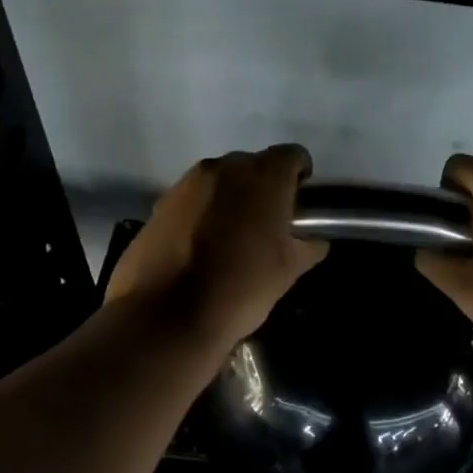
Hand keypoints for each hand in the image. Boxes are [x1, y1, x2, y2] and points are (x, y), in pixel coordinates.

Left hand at [106, 145, 328, 351]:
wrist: (165, 317)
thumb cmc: (240, 289)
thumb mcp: (288, 272)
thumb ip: (307, 246)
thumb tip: (313, 240)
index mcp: (263, 178)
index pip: (291, 155)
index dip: (300, 175)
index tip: (300, 202)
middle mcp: (224, 168)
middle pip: (252, 165)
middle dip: (263, 187)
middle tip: (268, 223)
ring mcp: (186, 184)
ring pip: (219, 181)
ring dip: (230, 199)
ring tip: (232, 236)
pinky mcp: (159, 205)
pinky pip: (191, 199)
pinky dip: (202, 213)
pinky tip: (201, 246)